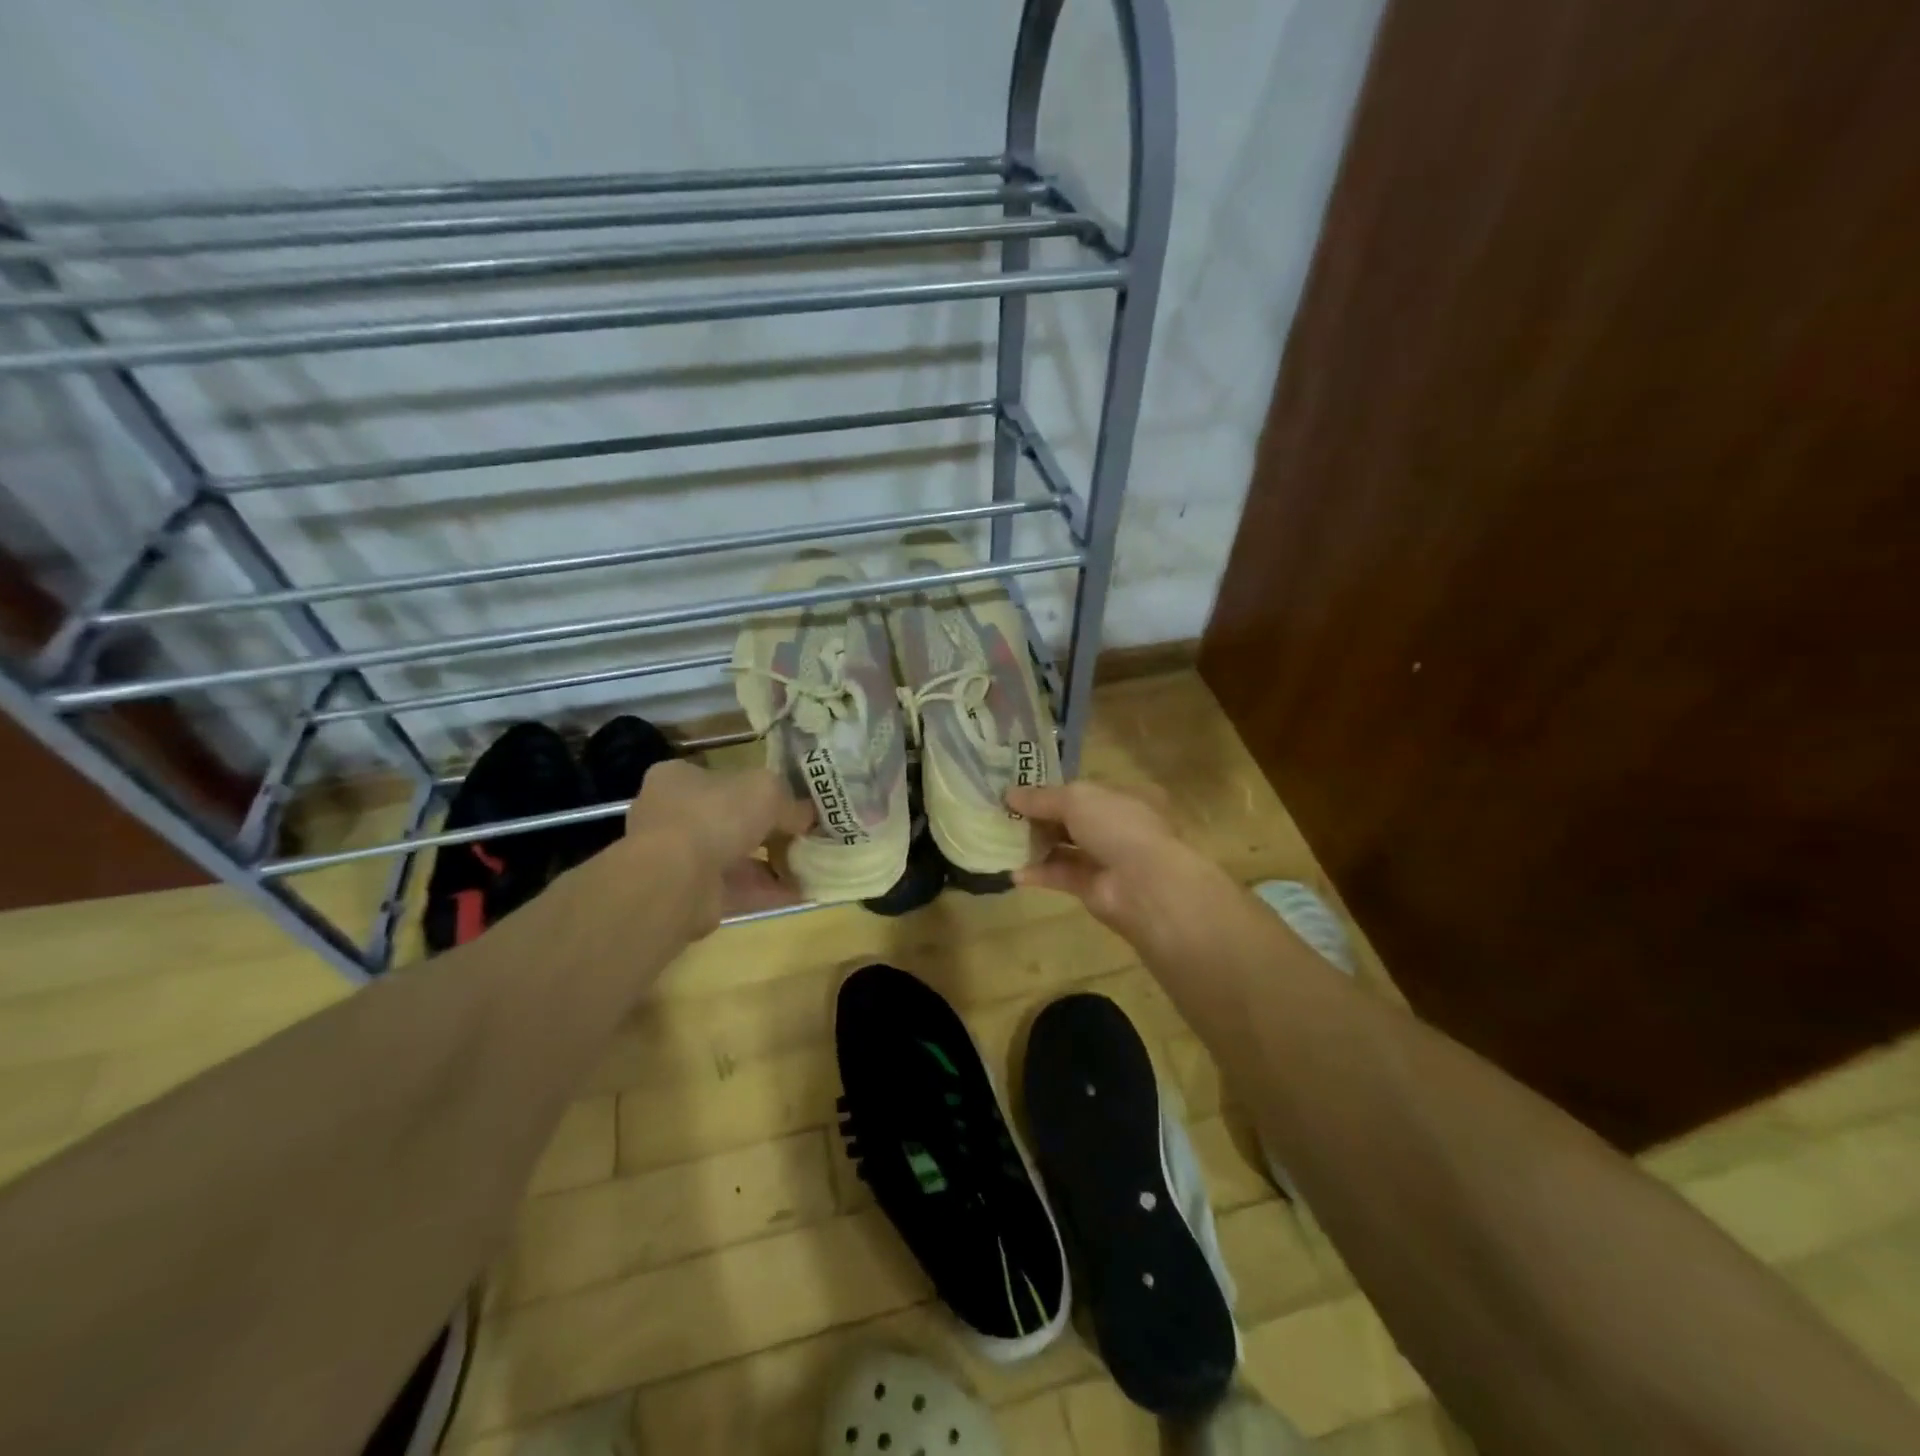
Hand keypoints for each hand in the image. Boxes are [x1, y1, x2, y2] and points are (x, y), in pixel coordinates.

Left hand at [624, 760, 813, 934]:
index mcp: (679, 778)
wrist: (674, 881)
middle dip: (769, 830)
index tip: (789, 802)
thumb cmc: (715, 816)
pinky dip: (767, 890)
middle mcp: (671, 815)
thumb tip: (808, 816)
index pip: (723, 777)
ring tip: (810, 866)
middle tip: (803, 836)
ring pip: (733, 857)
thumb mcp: (767, 790)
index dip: (758, 789)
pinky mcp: (688, 895)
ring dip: (771, 863)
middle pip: (730, 819)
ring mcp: (677, 858)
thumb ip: (790, 802)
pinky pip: (736, 889)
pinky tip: (801, 892)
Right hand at [1010, 780, 1235, 955]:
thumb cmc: (1117, 826)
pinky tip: (1012, 871)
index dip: (1053, 789)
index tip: (1019, 790)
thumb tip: (1008, 794)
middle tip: (1003, 814)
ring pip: (1065, 847)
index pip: (1085, 790)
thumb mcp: (1076, 799)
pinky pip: (1062, 876)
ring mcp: (1108, 858)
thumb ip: (1041, 798)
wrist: (1144, 885)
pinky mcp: (1094, 888)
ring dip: (1036, 844)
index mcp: (1124, 796)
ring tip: (1001, 839)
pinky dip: (1039, 873)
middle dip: (1039, 817)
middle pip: (1072, 819)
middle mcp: (1118, 825)